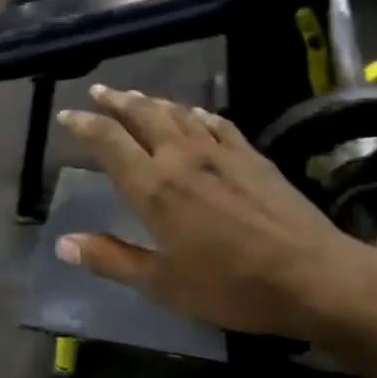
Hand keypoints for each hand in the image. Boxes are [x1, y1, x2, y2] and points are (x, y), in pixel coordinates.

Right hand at [55, 85, 376, 342]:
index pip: (109, 142)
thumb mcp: (163, 284)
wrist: (312, 275)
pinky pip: (217, 123)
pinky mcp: (253, 156)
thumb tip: (63, 244)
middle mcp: (182, 158)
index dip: (84, 125)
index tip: (67, 114)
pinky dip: (197, 113)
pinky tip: (195, 113)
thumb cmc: (231, 286)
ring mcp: (221, 153)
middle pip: (143, 116)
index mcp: (154, 188)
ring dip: (152, 102)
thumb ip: (112, 260)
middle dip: (117, 101)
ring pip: (178, 114)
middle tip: (99, 91)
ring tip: (136, 96)